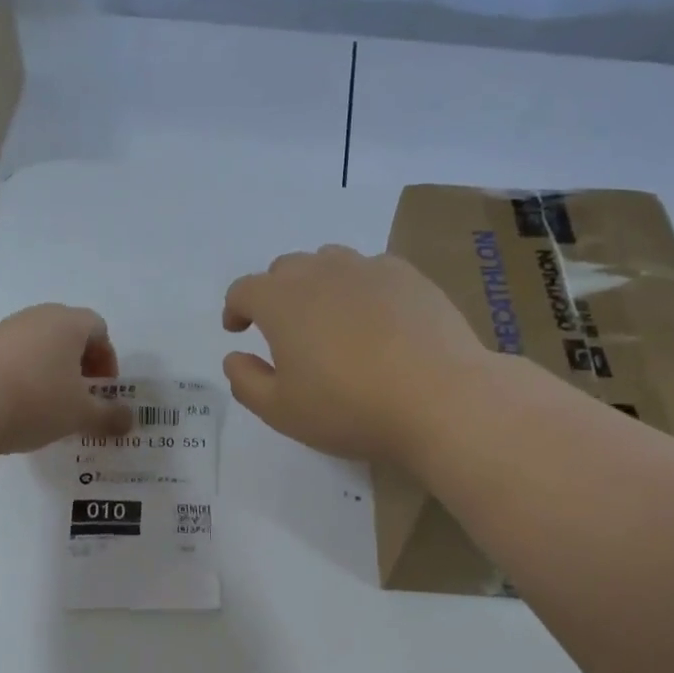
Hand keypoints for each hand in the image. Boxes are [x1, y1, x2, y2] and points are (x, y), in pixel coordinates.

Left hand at [0, 304, 134, 454]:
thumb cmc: (35, 401)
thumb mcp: (80, 414)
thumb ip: (109, 416)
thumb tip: (131, 420)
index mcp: (67, 323)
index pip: (99, 329)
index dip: (107, 359)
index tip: (103, 390)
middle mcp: (36, 317)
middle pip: (68, 334)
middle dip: (80, 365)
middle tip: (81, 397)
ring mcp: (4, 331)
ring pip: (39, 346)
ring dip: (52, 372)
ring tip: (50, 407)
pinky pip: (14, 358)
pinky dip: (25, 377)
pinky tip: (19, 408)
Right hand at [222, 245, 489, 463]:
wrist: (439, 398)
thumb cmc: (348, 408)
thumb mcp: (281, 411)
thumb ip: (246, 381)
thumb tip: (234, 357)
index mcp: (281, 301)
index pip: (244, 290)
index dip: (235, 308)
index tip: (238, 330)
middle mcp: (321, 272)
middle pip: (285, 269)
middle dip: (274, 294)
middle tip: (282, 329)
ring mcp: (368, 268)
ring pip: (329, 262)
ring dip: (317, 284)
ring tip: (328, 318)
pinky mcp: (409, 276)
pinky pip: (371, 270)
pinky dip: (360, 287)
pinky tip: (374, 319)